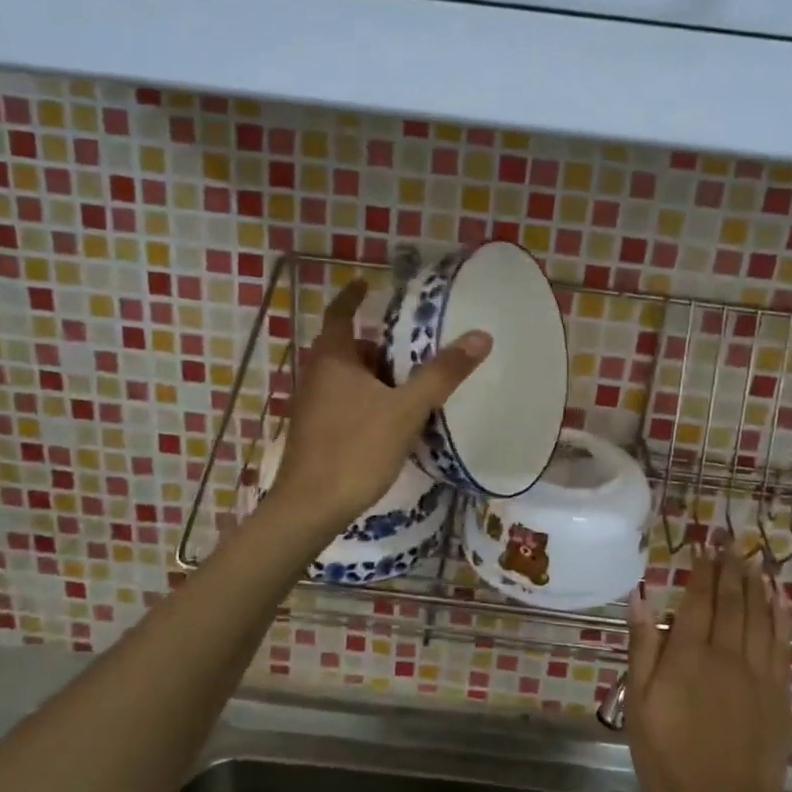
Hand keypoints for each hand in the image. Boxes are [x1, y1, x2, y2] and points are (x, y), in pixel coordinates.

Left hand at [268, 278, 490, 533]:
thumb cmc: (356, 449)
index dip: (352, 297)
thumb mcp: (406, 409)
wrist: (311, 508)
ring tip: (410, 385)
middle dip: (377, 345)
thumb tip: (481, 336)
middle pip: (347, 348)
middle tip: (411, 348)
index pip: (340, 314)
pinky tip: (391, 421)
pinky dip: (366, 399)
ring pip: (347, 378)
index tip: (367, 284)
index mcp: (332, 359)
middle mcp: (316, 376)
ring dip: (374, 375)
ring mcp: (312, 406)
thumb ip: (442, 373)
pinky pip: (344, 402)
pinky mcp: (315, 432)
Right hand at [626, 551, 791, 791]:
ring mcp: (759, 673)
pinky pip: (782, 642)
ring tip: (752, 559)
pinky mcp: (780, 693)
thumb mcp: (639, 706)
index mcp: (689, 655)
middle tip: (728, 542)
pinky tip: (779, 598)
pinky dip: (781, 614)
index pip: (698, 600)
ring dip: (755, 583)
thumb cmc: (670, 761)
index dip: (701, 570)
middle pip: (731, 600)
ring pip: (759, 614)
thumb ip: (642, 648)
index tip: (703, 546)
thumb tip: (641, 596)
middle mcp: (727, 653)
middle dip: (729, 567)